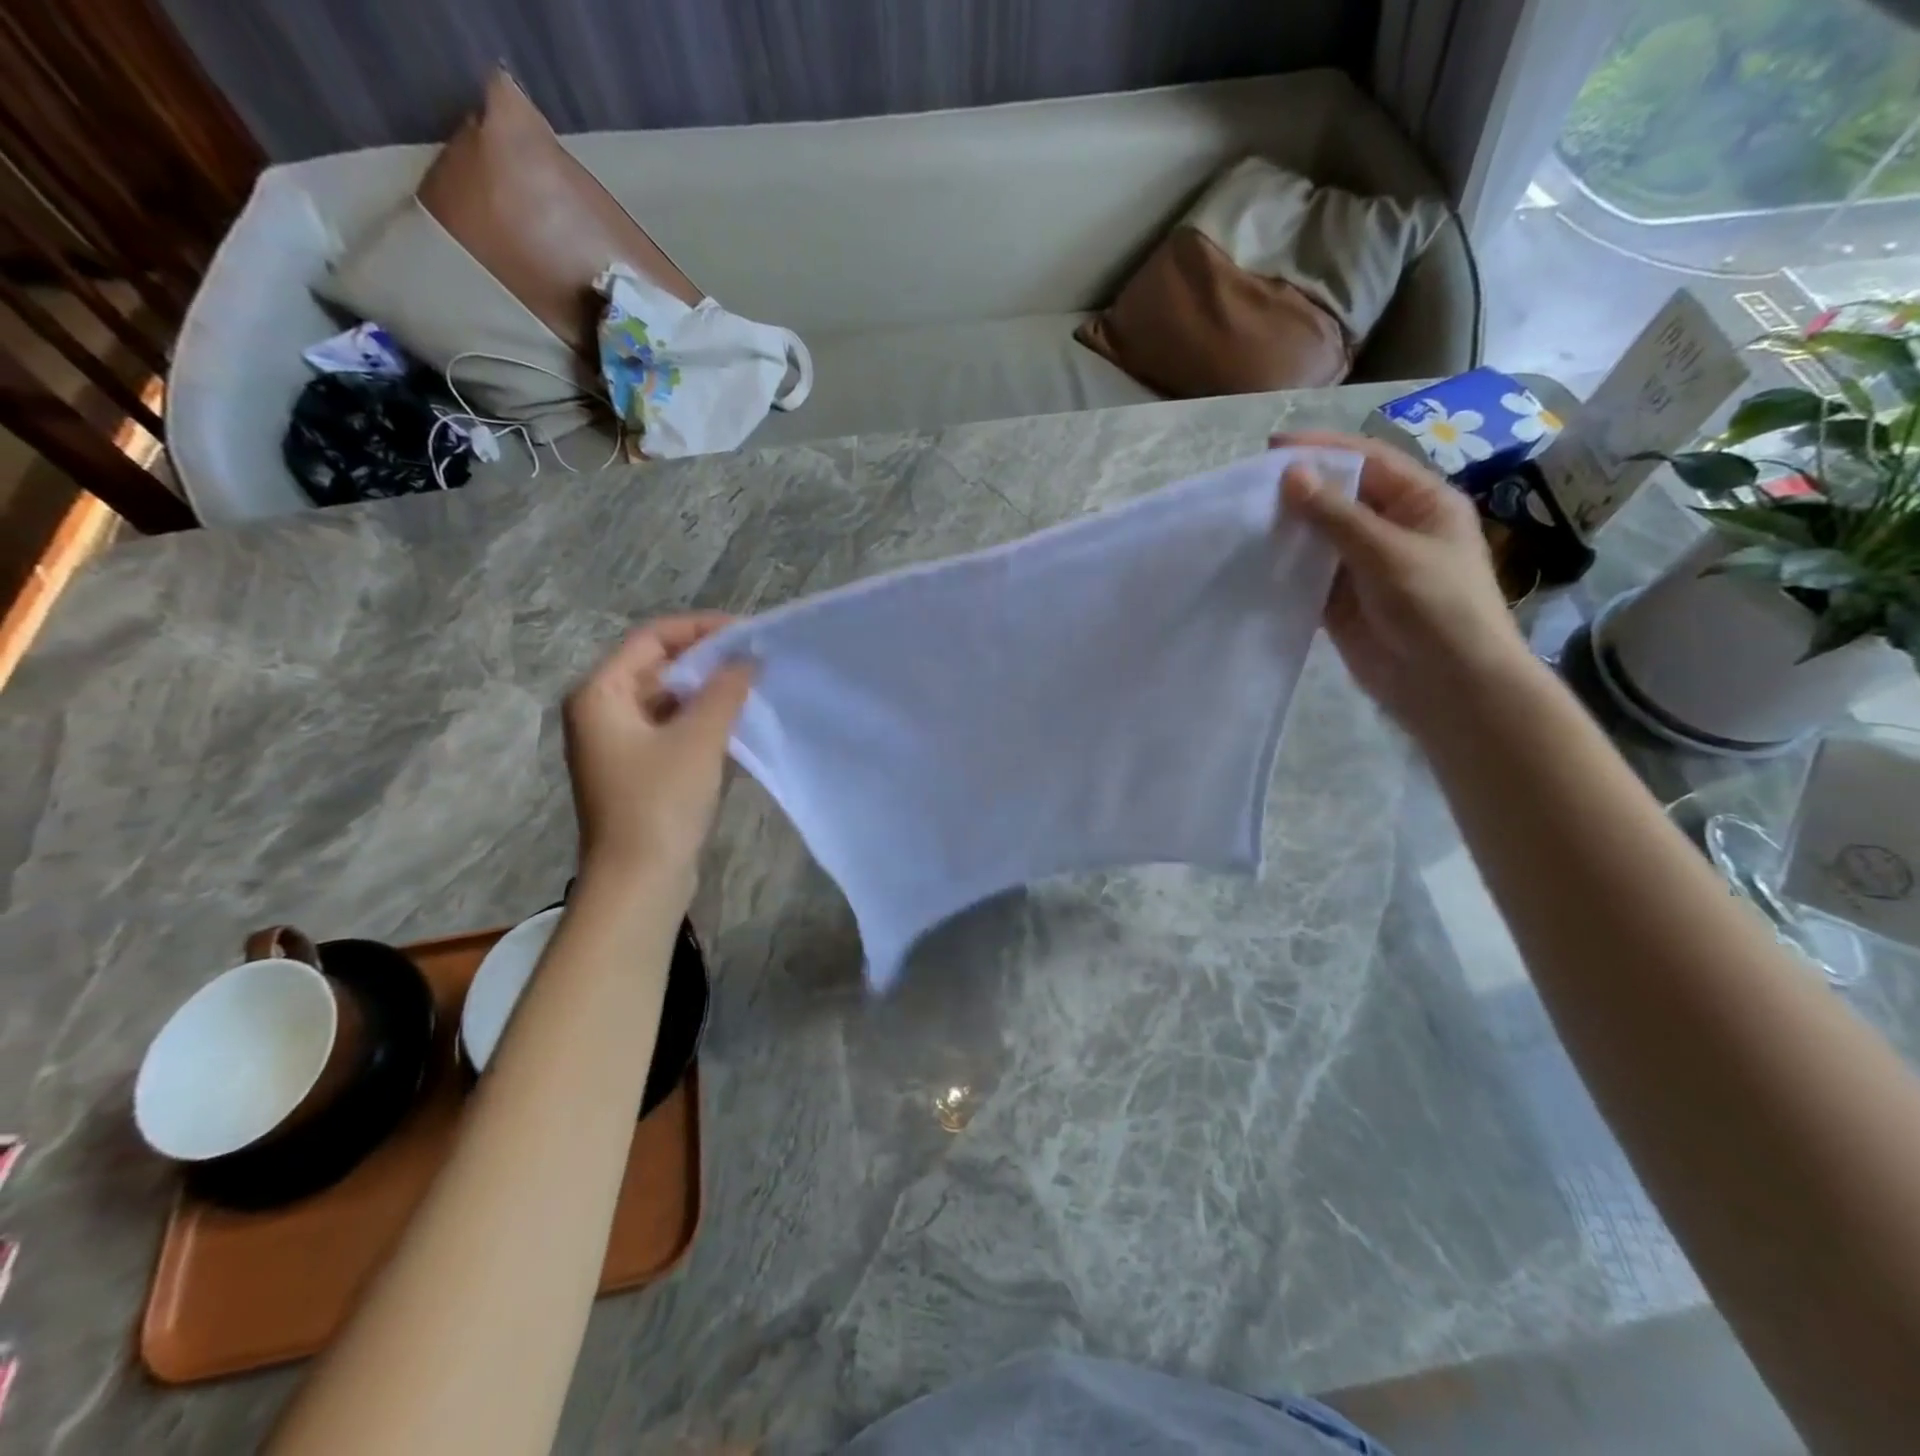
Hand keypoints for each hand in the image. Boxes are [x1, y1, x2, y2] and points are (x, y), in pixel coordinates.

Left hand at [562, 614, 753, 894]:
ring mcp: (617, 743)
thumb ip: (725, 690)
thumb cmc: (660, 802)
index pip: (652, 638)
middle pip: (657, 666)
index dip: (700, 629)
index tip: (747, 632)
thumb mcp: (698, 739)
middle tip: (757, 659)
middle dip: (707, 660)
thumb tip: (748, 657)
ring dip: (707, 691)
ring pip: (666, 698)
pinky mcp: (636, 769)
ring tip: (754, 686)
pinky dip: (700, 720)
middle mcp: (601, 711)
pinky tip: (736, 721)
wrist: (638, 881)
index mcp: (600, 693)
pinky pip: (670, 728)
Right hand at [1271, 430, 1529, 737]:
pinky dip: (1285, 568)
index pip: (1367, 462)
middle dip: (1300, 489)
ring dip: (1288, 529)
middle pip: (1340, 497)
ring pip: (1320, 537)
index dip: (1322, 450)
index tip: (1272, 447)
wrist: (1446, 684)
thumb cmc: (1434, 607)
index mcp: (1420, 503)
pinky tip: (1254, 561)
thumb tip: (1290, 474)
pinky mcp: (1342, 602)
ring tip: (1243, 520)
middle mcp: (1392, 528)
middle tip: (1249, 486)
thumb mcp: (1387, 552)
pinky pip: (1309, 575)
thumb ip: (1336, 515)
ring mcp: (1365, 567)